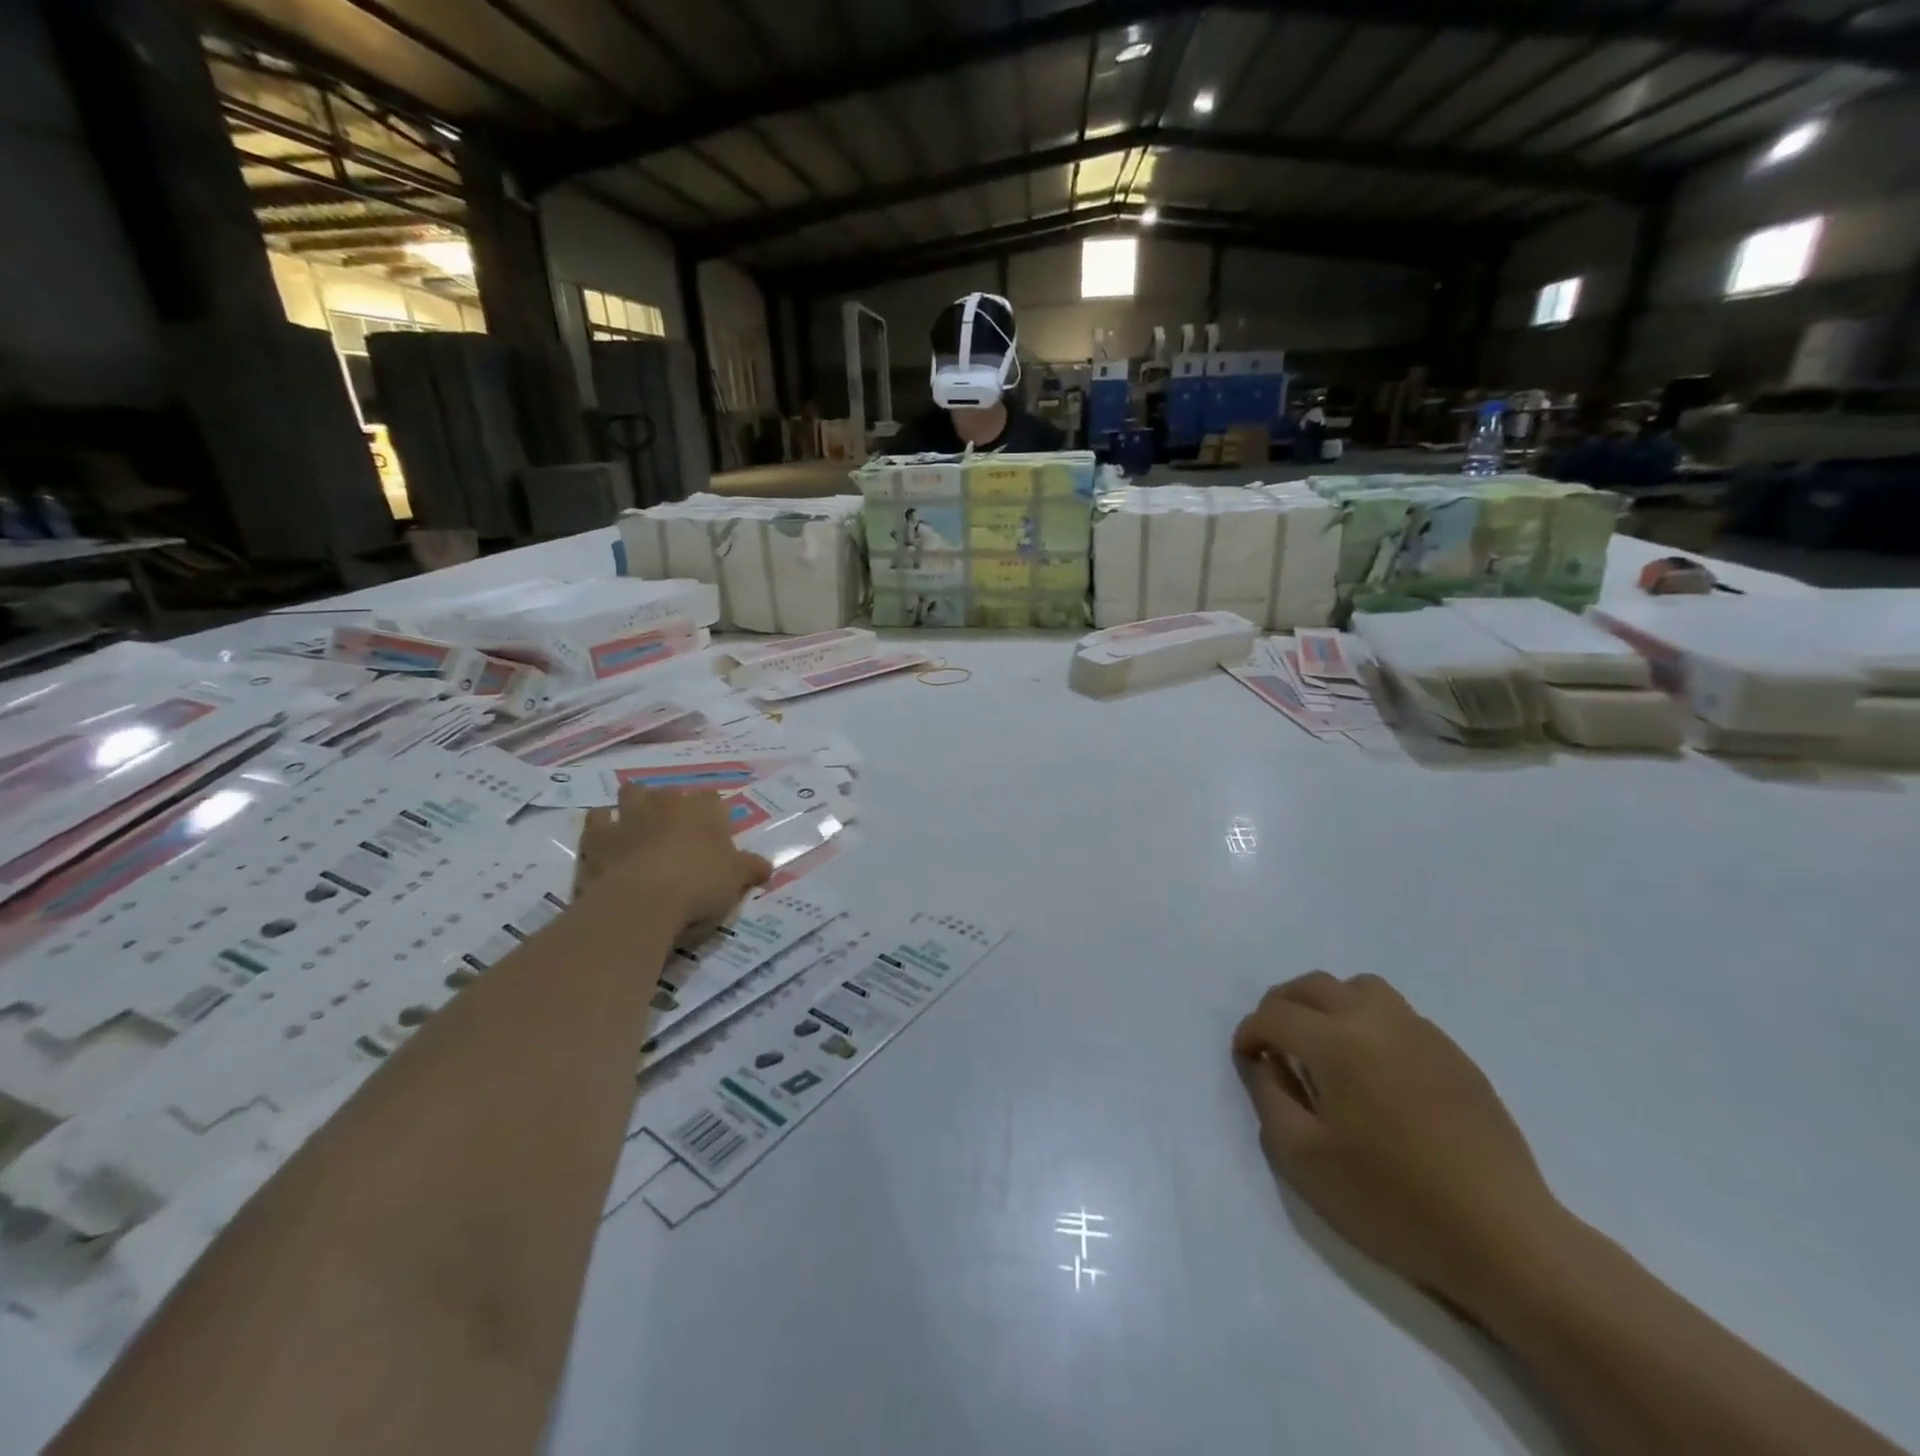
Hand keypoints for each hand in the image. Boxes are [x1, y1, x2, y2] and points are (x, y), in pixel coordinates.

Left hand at [574, 785, 770, 930]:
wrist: (641, 903)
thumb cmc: (699, 886)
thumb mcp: (736, 881)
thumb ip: (751, 869)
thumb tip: (766, 866)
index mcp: (704, 810)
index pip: (713, 800)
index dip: (714, 816)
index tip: (716, 836)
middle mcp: (667, 804)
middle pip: (672, 792)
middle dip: (673, 806)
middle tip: (678, 833)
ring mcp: (629, 816)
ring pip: (632, 794)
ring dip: (636, 805)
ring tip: (641, 826)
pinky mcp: (597, 837)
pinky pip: (597, 819)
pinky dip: (603, 825)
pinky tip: (609, 840)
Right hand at [1232, 972, 1571, 1316]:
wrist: (1505, 1239)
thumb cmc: (1393, 1201)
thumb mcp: (1304, 1158)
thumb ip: (1269, 1097)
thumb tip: (1263, 1061)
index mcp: (1336, 1042)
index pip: (1275, 1015)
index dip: (1250, 1032)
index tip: (1246, 1058)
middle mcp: (1376, 1021)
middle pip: (1313, 985)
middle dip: (1281, 1005)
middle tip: (1274, 1042)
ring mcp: (1422, 1033)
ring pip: (1360, 987)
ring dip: (1329, 1003)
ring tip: (1324, 1043)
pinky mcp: (1454, 1055)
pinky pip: (1398, 1014)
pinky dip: (1369, 1022)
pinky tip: (1375, 1069)